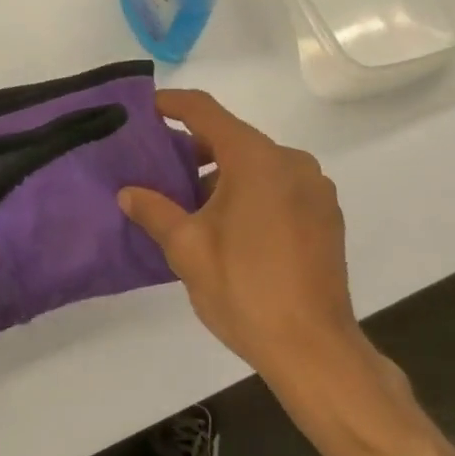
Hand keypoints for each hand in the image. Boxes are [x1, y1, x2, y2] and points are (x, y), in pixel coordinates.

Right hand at [118, 89, 363, 390]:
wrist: (315, 350)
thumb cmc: (245, 290)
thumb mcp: (186, 249)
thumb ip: (154, 211)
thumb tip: (127, 193)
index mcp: (256, 159)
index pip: (206, 111)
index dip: (173, 104)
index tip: (147, 108)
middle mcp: (291, 161)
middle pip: (234, 138)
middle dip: (195, 149)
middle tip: (161, 170)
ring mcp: (315, 189)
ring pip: (258, 165)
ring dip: (224, 175)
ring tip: (192, 207)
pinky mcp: (327, 216)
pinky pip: (280, 186)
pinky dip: (252, 192)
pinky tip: (232, 228)